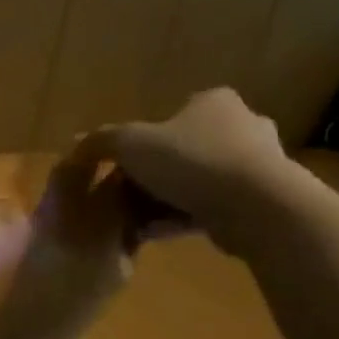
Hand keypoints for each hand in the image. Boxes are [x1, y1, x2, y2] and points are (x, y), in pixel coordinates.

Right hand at [68, 89, 299, 253]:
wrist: (255, 206)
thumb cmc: (191, 162)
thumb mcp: (130, 144)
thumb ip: (101, 141)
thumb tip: (75, 145)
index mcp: (213, 103)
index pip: (170, 118)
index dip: (141, 144)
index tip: (122, 169)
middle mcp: (242, 125)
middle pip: (182, 152)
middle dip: (153, 176)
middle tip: (126, 198)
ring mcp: (257, 163)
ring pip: (196, 182)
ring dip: (165, 201)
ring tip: (137, 222)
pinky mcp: (262, 198)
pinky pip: (211, 206)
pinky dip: (184, 217)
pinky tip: (159, 234)